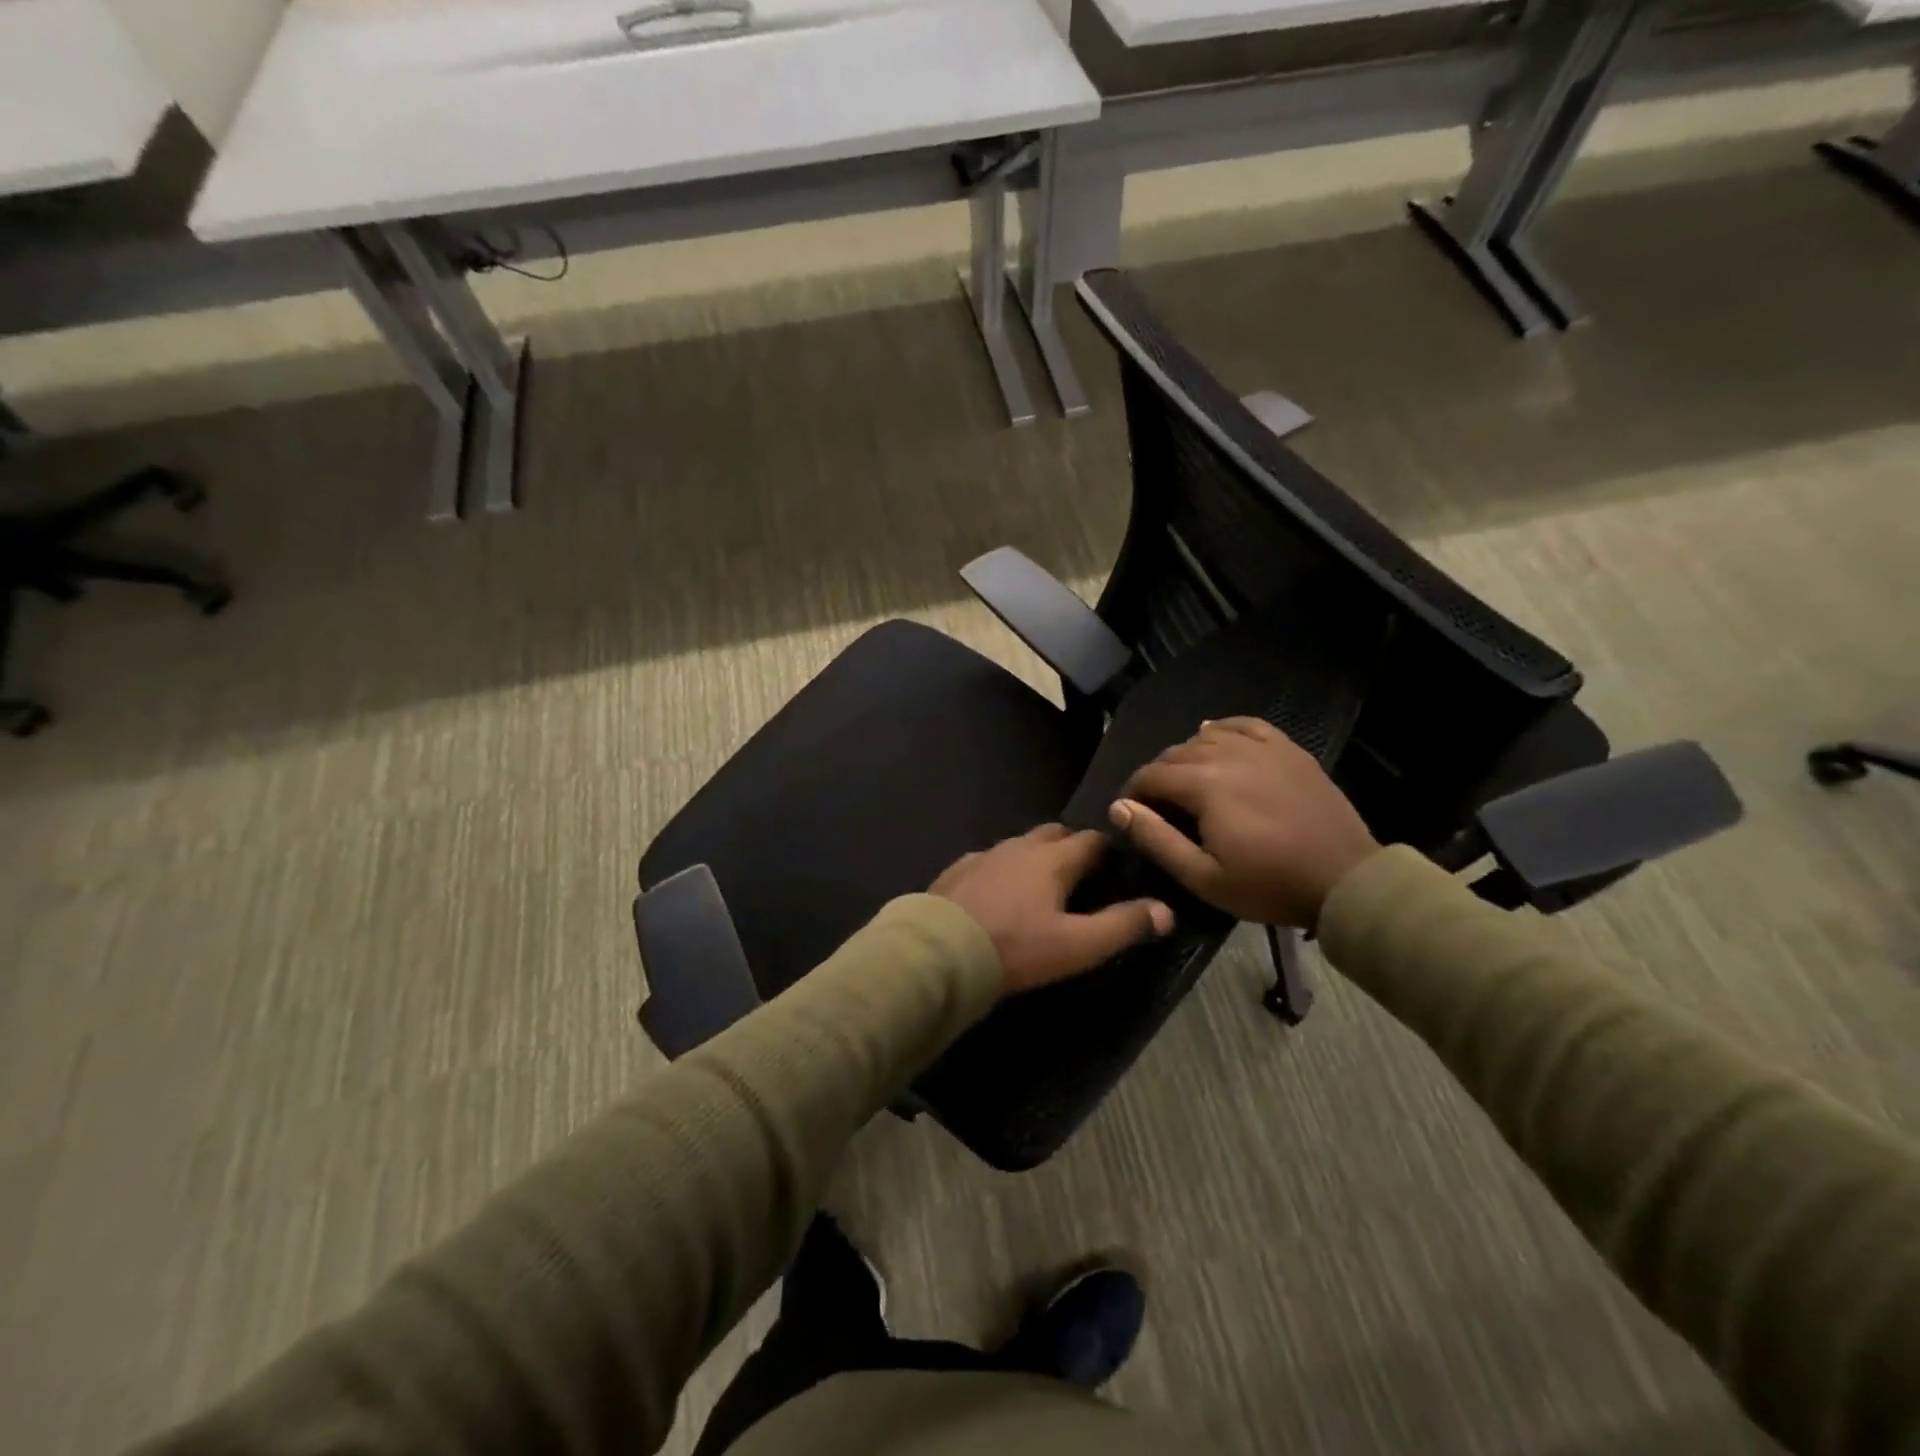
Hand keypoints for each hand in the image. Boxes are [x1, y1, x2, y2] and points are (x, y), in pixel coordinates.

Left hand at [930, 825, 1173, 994]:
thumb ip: (1122, 926)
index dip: (1108, 851)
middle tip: (1081, 877)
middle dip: (1071, 847)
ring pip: (1019, 846)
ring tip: (1040, 887)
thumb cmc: (1015, 947)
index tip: (1117, 867)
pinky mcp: (956, 870)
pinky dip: (1001, 871)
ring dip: (1034, 858)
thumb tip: (1165, 910)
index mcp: (1053, 859)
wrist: (939, 952)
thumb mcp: (1077, 945)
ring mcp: (984, 855)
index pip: (1091, 841)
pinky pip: (988, 861)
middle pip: (1054, 834)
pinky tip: (997, 895)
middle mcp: (1019, 847)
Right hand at [1109, 718, 1379, 929]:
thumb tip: (1119, 808)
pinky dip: (1223, 729)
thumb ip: (1156, 839)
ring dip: (1186, 755)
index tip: (1131, 814)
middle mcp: (1228, 754)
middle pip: (1175, 753)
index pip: (1151, 775)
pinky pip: (1245, 725)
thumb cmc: (1269, 884)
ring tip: (1186, 781)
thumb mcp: (1203, 876)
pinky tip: (1215, 736)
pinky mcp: (1288, 750)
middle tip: (1158, 807)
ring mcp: (1262, 748)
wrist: (1346, 880)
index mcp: (1204, 784)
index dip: (1133, 793)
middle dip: (1158, 776)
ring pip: (1207, 737)